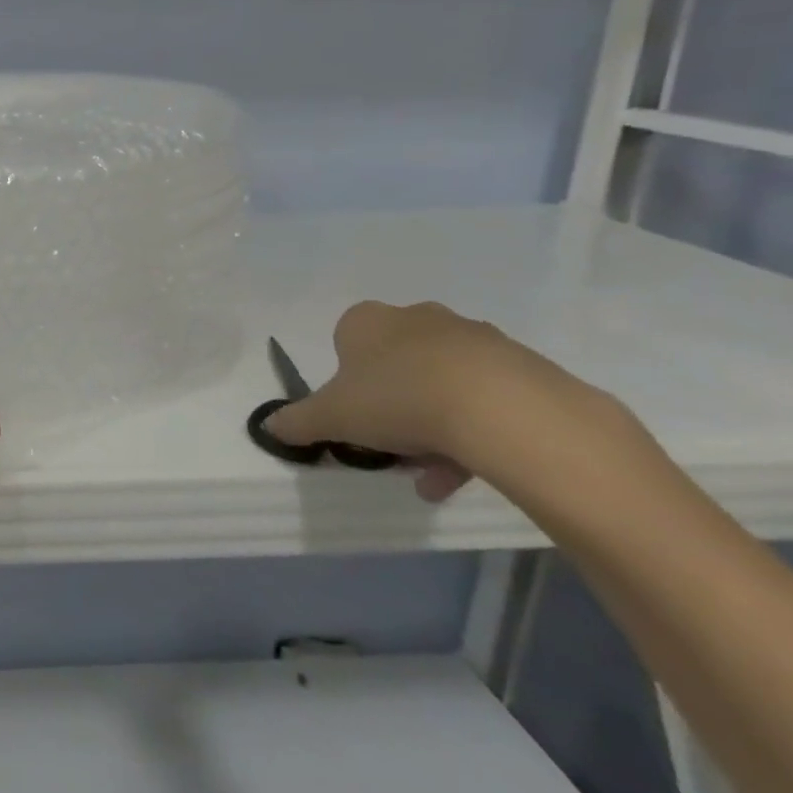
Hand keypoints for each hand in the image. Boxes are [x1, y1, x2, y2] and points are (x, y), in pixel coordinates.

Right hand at [262, 300, 583, 501]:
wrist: (502, 409)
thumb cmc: (396, 399)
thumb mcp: (330, 417)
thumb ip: (297, 421)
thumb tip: (268, 427)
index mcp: (367, 321)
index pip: (346, 342)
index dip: (347, 380)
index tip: (355, 413)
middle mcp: (418, 318)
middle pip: (397, 363)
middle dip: (394, 404)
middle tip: (393, 444)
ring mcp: (476, 338)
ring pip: (443, 383)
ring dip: (434, 425)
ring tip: (433, 474)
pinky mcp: (523, 365)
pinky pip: (487, 398)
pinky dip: (475, 431)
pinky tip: (470, 470)